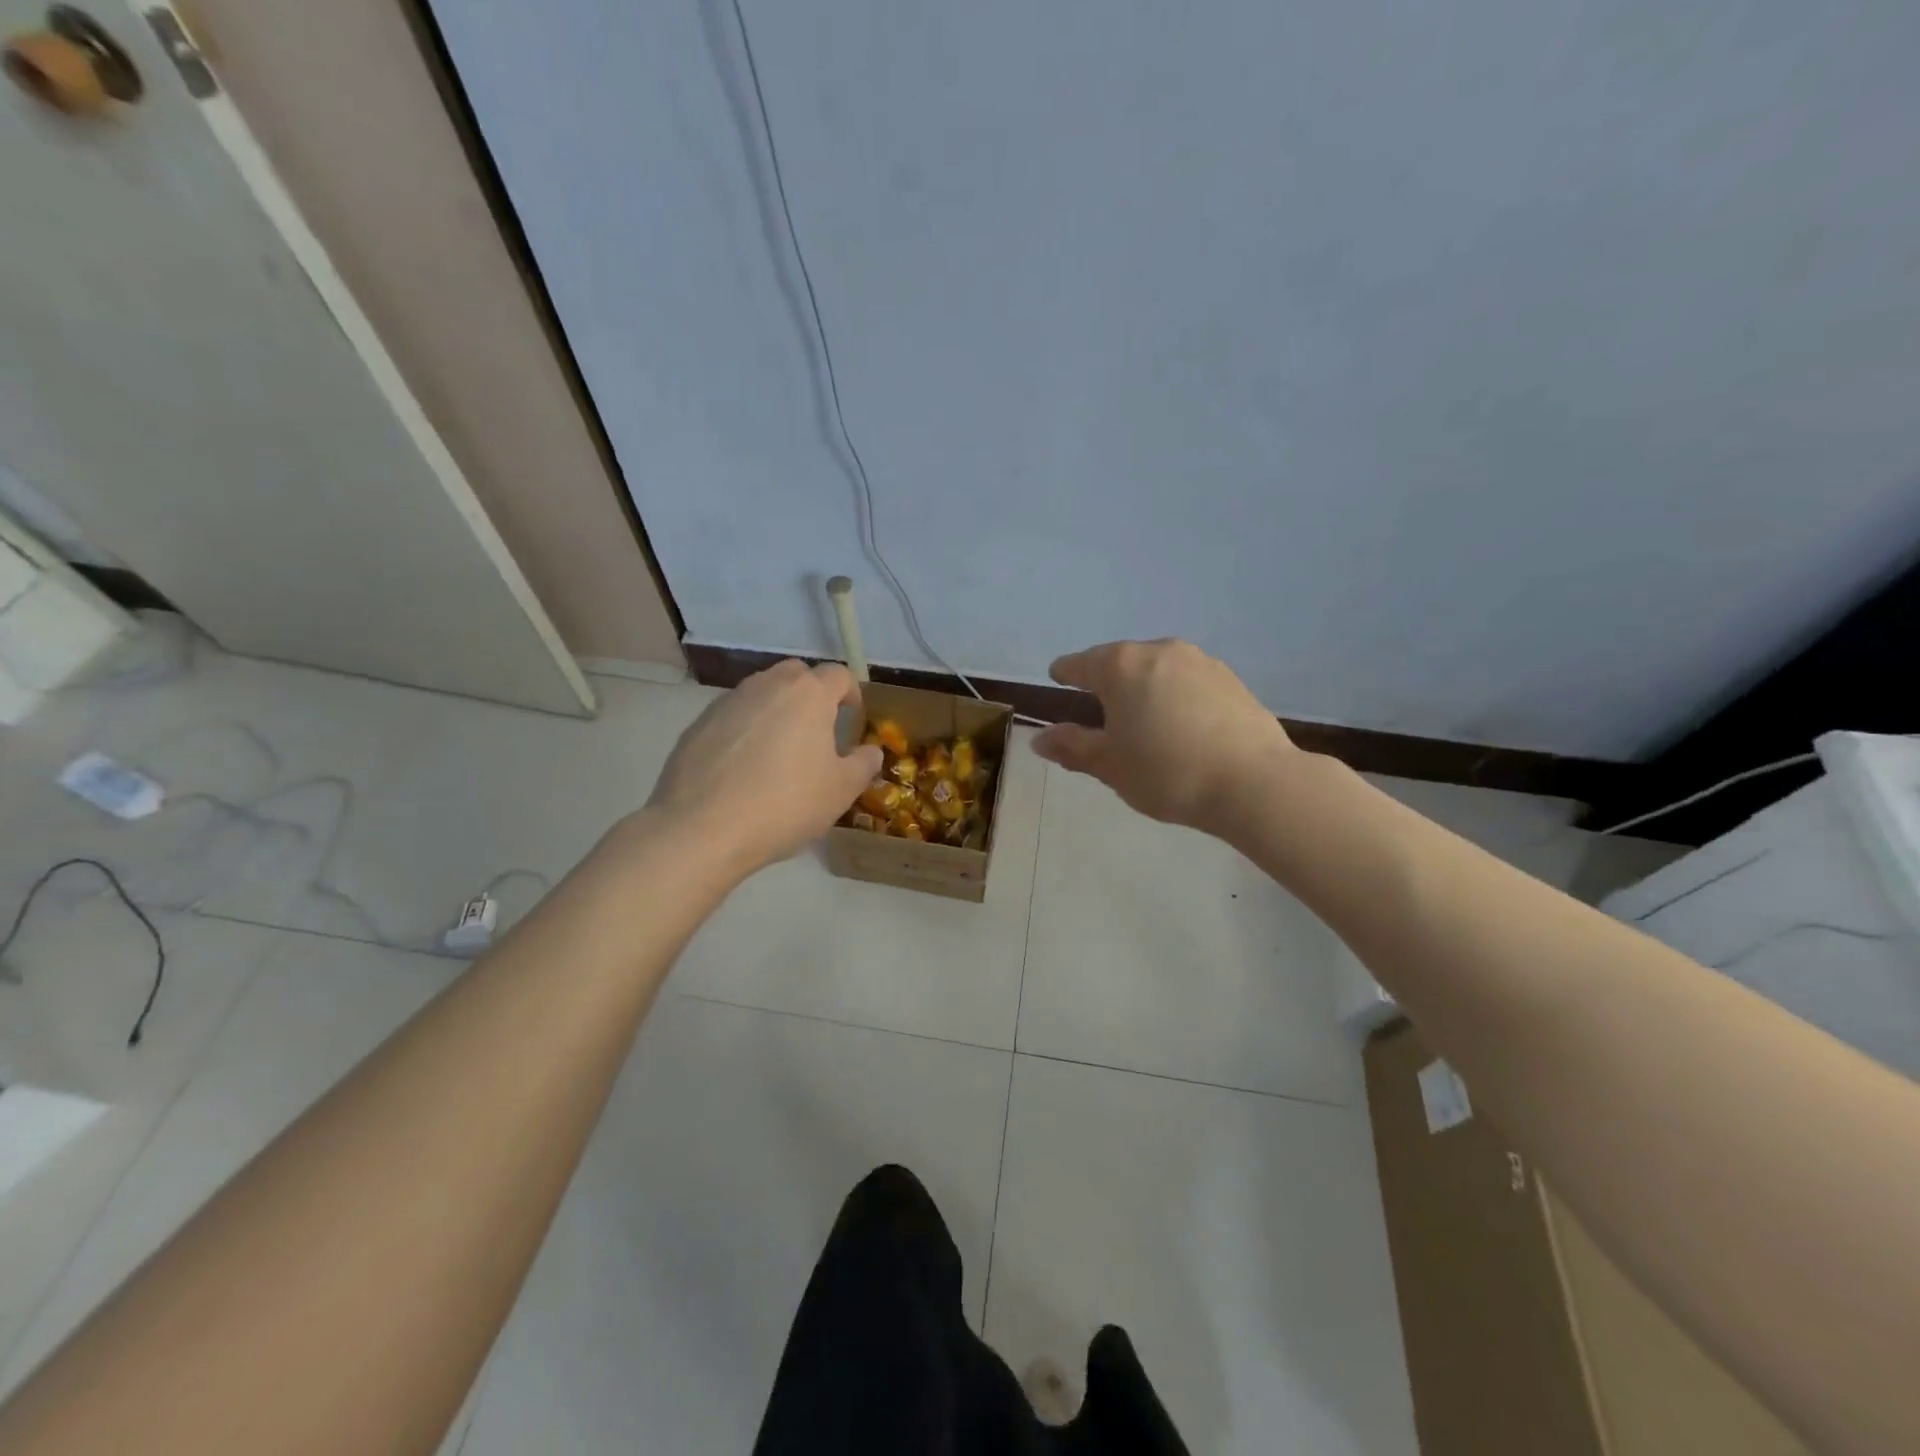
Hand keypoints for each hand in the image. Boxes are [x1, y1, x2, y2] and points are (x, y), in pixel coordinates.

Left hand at [646, 660, 882, 873]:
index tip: (852, 719)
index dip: (851, 693)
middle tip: (818, 731)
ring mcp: (728, 702)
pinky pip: (733, 716)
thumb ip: (863, 764)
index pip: (838, 674)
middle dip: (812, 694)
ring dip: (777, 710)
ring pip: (762, 693)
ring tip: (780, 751)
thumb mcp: (840, 791)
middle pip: (797, 675)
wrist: (701, 829)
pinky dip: (746, 730)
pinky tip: (744, 768)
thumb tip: (870, 750)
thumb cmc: (784, 804)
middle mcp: (767, 685)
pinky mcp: (698, 724)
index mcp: (808, 694)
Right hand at [1032, 639, 1296, 833]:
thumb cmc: (1166, 772)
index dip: (1065, 673)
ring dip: (1143, 686)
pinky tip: (1180, 722)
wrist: (1253, 783)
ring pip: (1157, 669)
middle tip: (1098, 706)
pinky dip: (1174, 694)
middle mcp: (1158, 652)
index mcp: (1120, 667)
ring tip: (1141, 716)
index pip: (1080, 664)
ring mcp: (1199, 661)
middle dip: (1107, 680)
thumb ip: (1072, 747)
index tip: (1057, 677)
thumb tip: (1040, 738)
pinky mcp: (1230, 679)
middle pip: (1120, 661)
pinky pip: (1187, 681)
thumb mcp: (1110, 765)